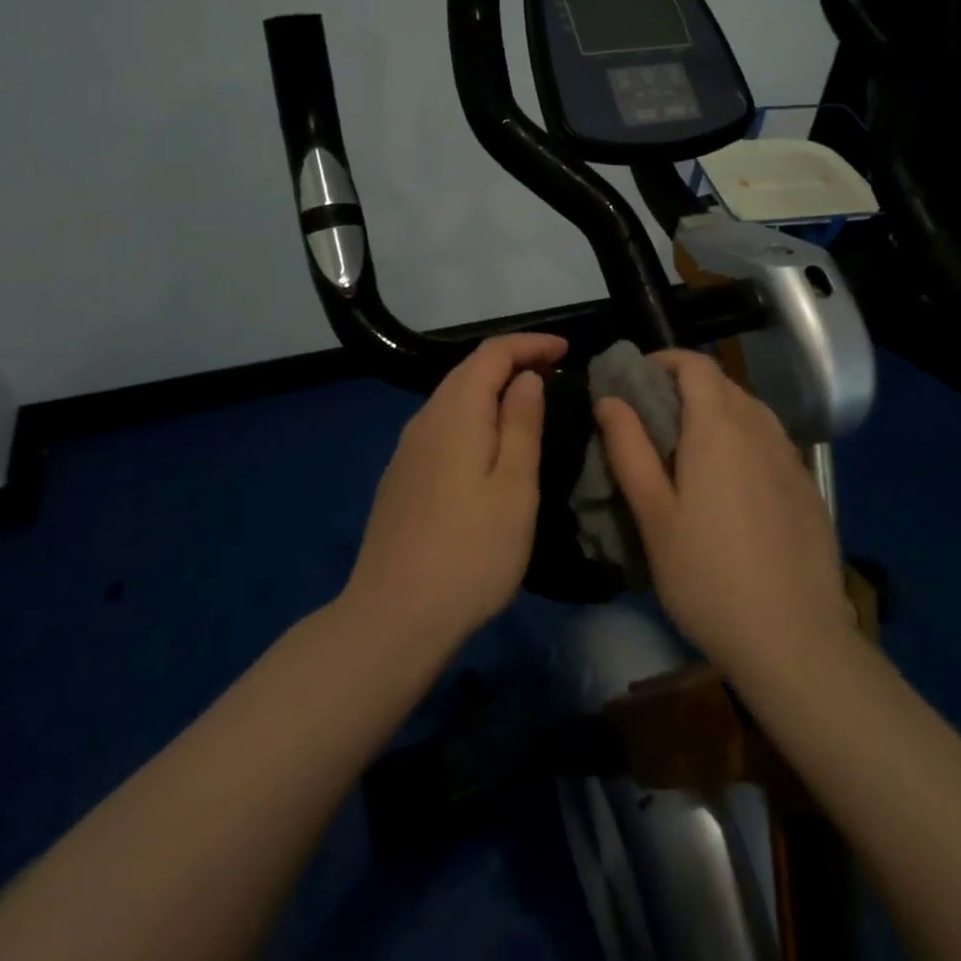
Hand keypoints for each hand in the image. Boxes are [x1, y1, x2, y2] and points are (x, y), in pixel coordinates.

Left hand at [343, 333, 566, 650]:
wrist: (393, 617)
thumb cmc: (471, 552)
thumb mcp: (514, 487)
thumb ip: (521, 424)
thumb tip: (526, 378)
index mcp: (456, 413)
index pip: (492, 354)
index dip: (530, 344)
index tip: (567, 350)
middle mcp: (425, 419)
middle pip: (468, 370)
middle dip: (512, 361)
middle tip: (554, 372)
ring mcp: (408, 449)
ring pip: (453, 398)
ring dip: (492, 388)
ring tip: (529, 402)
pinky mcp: (402, 476)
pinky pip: (443, 425)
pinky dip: (473, 415)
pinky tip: (489, 442)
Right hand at [596, 351, 851, 678]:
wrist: (795, 640)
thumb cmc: (708, 576)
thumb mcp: (654, 515)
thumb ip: (629, 449)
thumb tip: (610, 399)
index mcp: (719, 427)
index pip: (695, 364)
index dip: (664, 361)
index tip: (635, 381)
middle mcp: (760, 428)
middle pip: (722, 384)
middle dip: (685, 387)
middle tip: (653, 420)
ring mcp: (790, 457)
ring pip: (749, 411)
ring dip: (716, 412)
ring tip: (688, 451)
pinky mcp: (807, 486)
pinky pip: (770, 441)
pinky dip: (743, 440)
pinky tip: (731, 485)